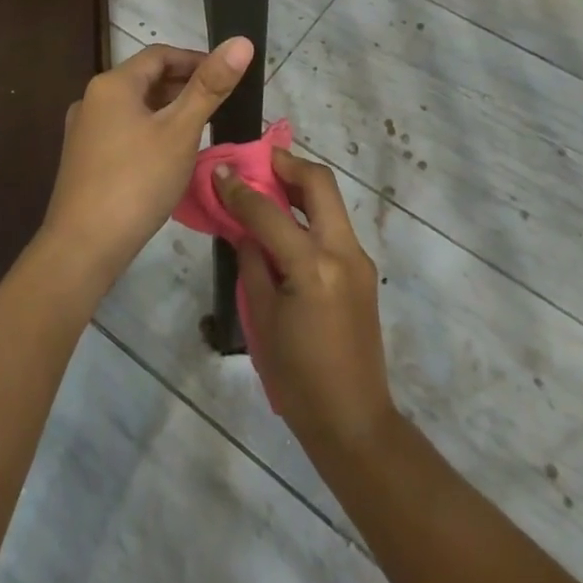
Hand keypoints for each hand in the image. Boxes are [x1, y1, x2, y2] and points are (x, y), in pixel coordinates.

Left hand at [38, 36, 254, 289]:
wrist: (82, 248)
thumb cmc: (136, 182)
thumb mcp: (180, 131)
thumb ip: (210, 86)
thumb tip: (241, 41)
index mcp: (112, 84)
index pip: (160, 54)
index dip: (196, 59)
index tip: (227, 76)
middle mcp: (92, 99)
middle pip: (146, 79)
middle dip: (184, 85)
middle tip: (220, 104)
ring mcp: (84, 131)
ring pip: (135, 107)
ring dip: (168, 110)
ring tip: (202, 128)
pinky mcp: (84, 159)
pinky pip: (124, 131)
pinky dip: (151, 131)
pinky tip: (170, 155)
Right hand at [215, 150, 396, 461]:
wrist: (354, 422)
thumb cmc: (297, 378)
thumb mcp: (262, 319)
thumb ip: (252, 263)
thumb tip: (244, 228)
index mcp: (313, 266)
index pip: (269, 212)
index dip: (240, 189)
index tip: (219, 171)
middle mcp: (342, 252)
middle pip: (320, 183)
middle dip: (288, 164)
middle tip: (259, 161)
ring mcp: (358, 259)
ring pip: (331, 202)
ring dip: (300, 186)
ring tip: (268, 186)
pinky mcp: (363, 271)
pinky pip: (334, 227)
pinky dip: (309, 214)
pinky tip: (285, 226)